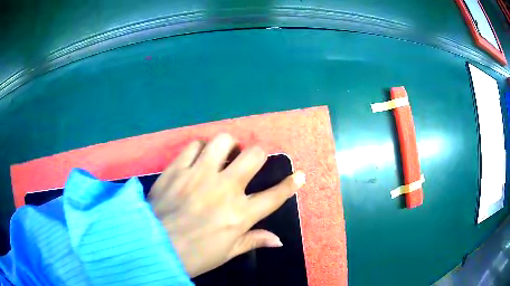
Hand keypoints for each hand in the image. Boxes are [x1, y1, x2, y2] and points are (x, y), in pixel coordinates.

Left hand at [149, 133, 304, 276]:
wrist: (153, 246)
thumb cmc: (193, 255)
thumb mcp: (226, 253)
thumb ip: (252, 241)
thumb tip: (278, 240)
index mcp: (240, 215)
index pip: (275, 195)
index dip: (291, 184)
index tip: (299, 175)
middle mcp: (224, 189)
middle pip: (253, 156)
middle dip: (258, 155)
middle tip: (249, 162)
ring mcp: (199, 175)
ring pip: (224, 141)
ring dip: (228, 146)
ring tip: (223, 156)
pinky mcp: (177, 168)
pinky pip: (194, 145)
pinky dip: (200, 150)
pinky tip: (197, 160)